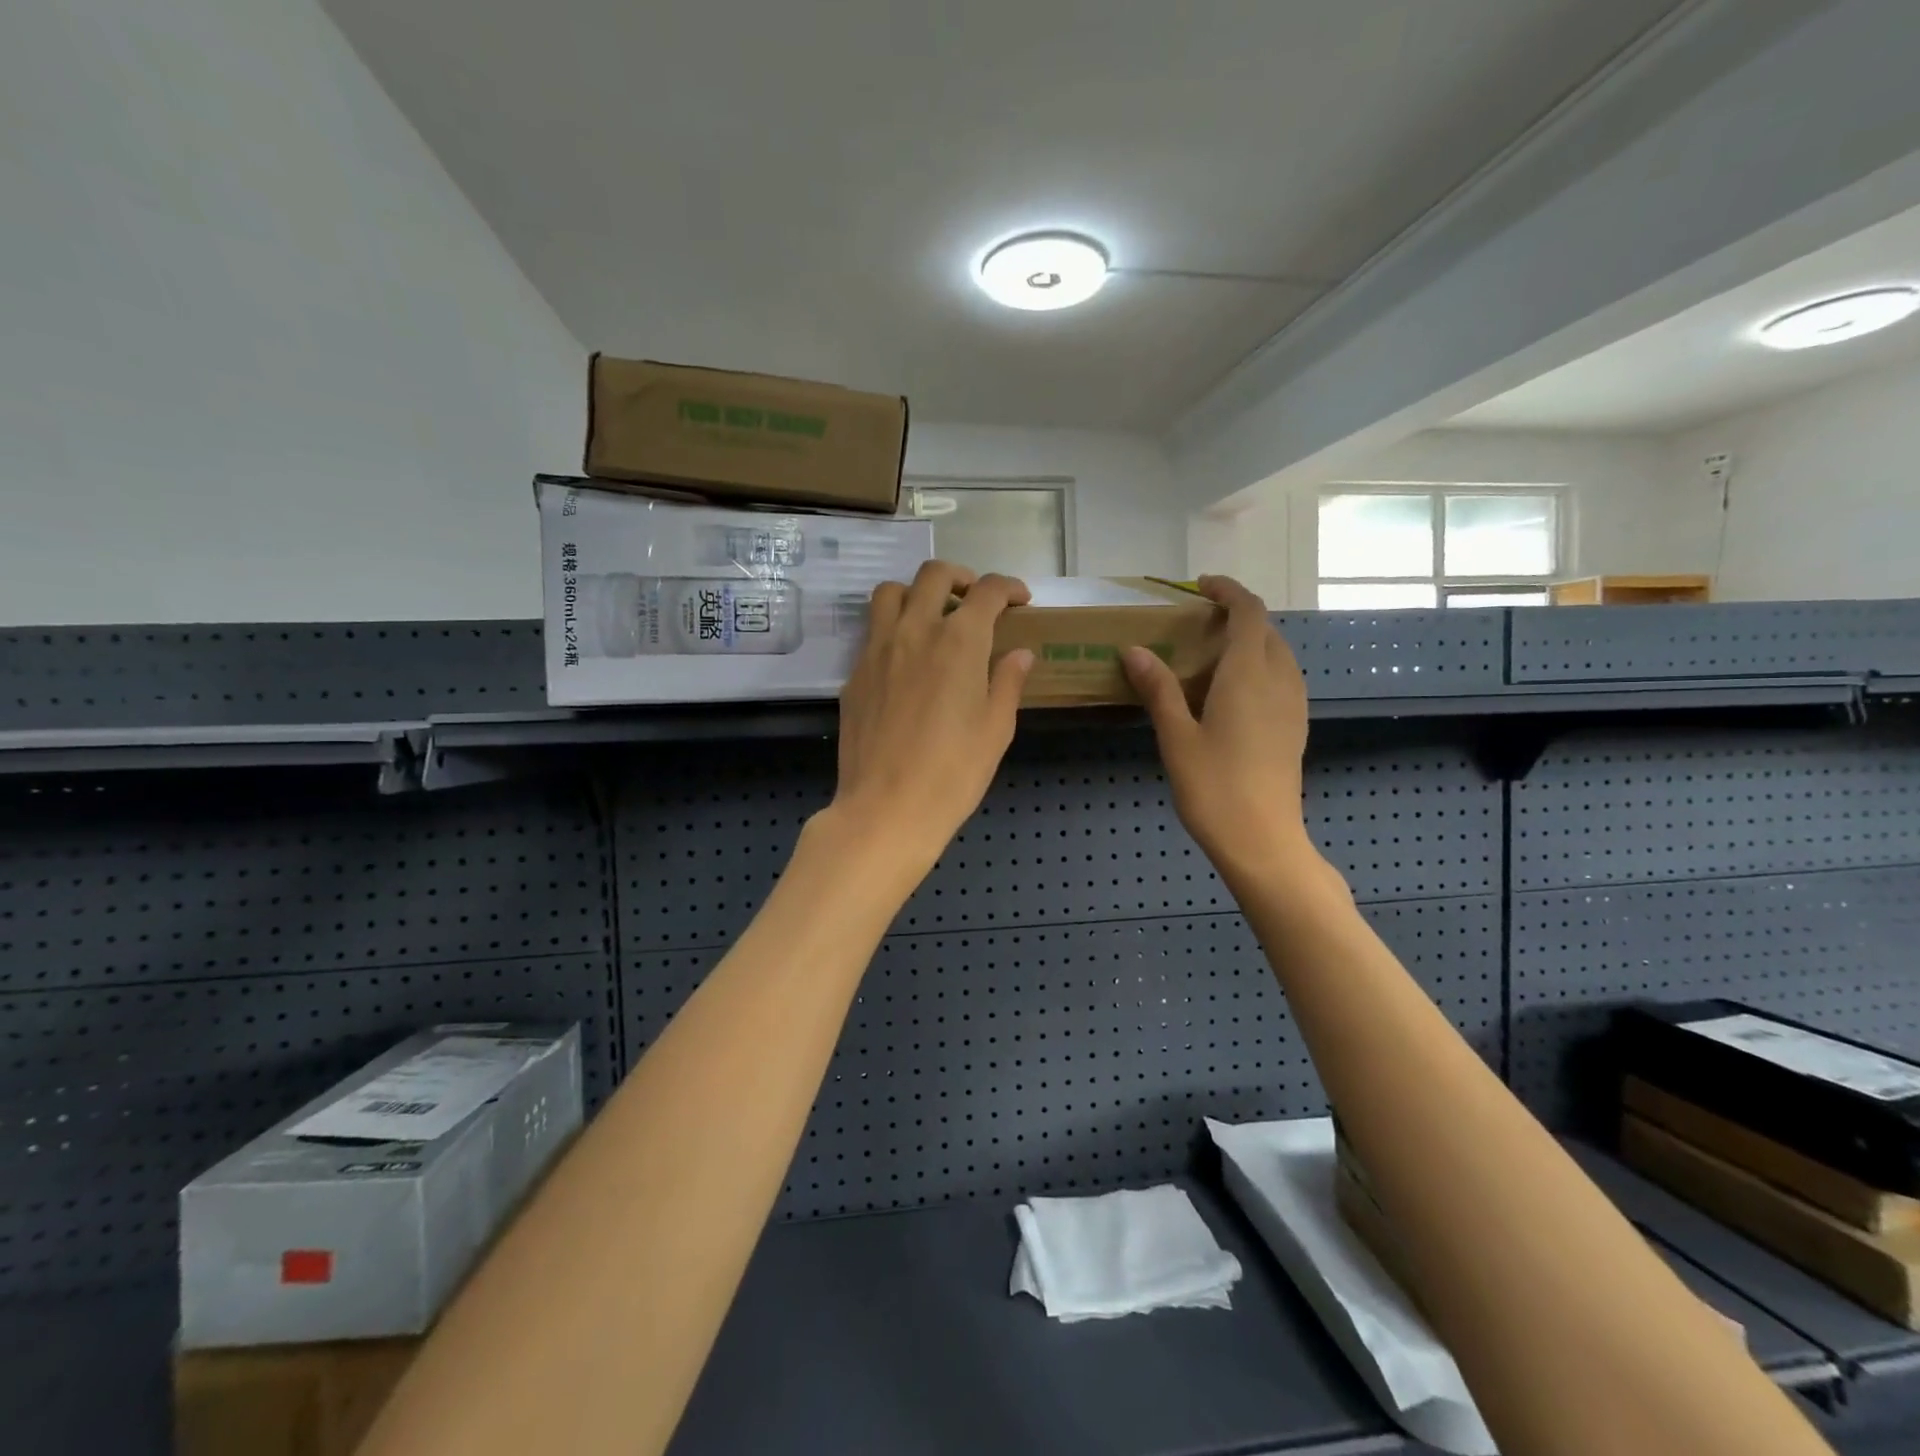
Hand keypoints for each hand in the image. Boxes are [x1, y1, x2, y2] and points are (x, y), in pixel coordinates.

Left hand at [826, 561, 1033, 878]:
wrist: (887, 808)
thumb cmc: (954, 773)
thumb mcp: (996, 729)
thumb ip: (1008, 682)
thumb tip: (1019, 654)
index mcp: (959, 641)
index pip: (988, 592)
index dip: (1009, 588)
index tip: (1020, 600)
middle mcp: (915, 631)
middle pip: (934, 575)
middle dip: (961, 577)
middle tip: (975, 600)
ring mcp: (877, 649)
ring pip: (891, 593)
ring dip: (916, 593)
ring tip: (932, 617)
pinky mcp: (855, 674)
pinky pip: (873, 632)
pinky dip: (893, 629)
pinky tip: (906, 661)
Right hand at [1122, 576, 1316, 880]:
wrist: (1263, 841)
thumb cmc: (1214, 788)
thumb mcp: (1176, 737)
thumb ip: (1158, 689)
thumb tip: (1135, 650)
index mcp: (1249, 675)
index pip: (1248, 612)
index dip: (1228, 591)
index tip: (1200, 587)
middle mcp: (1279, 681)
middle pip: (1266, 630)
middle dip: (1236, 616)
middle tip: (1197, 624)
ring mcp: (1293, 705)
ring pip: (1278, 654)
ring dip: (1250, 642)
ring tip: (1211, 655)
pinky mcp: (1295, 727)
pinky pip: (1282, 678)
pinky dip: (1259, 667)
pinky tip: (1231, 693)